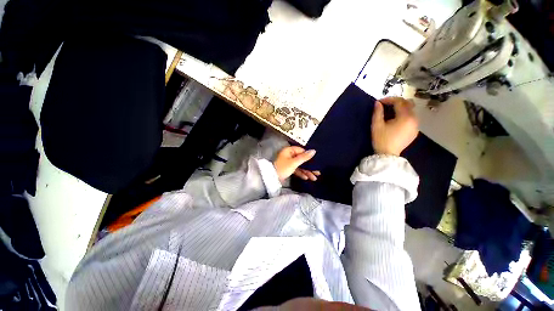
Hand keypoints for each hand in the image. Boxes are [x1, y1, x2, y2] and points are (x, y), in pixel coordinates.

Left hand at [273, 146, 319, 182]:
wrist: (273, 178)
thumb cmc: (283, 168)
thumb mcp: (294, 162)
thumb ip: (304, 157)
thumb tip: (314, 150)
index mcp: (289, 150)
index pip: (301, 151)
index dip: (308, 155)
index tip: (316, 160)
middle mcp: (289, 155)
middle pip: (302, 159)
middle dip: (309, 166)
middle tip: (317, 171)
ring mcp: (289, 162)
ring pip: (300, 165)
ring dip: (307, 171)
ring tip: (314, 178)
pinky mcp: (289, 169)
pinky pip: (297, 170)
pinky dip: (301, 173)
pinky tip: (306, 178)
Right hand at [372, 97, 418, 155]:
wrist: (388, 155)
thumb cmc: (381, 139)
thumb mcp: (376, 125)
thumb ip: (377, 112)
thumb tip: (378, 103)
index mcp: (405, 117)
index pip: (399, 102)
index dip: (389, 99)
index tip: (379, 102)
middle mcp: (414, 119)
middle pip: (408, 104)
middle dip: (396, 102)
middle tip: (385, 105)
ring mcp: (416, 126)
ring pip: (410, 111)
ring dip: (401, 109)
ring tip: (390, 113)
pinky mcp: (415, 131)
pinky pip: (411, 118)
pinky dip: (404, 116)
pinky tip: (395, 121)